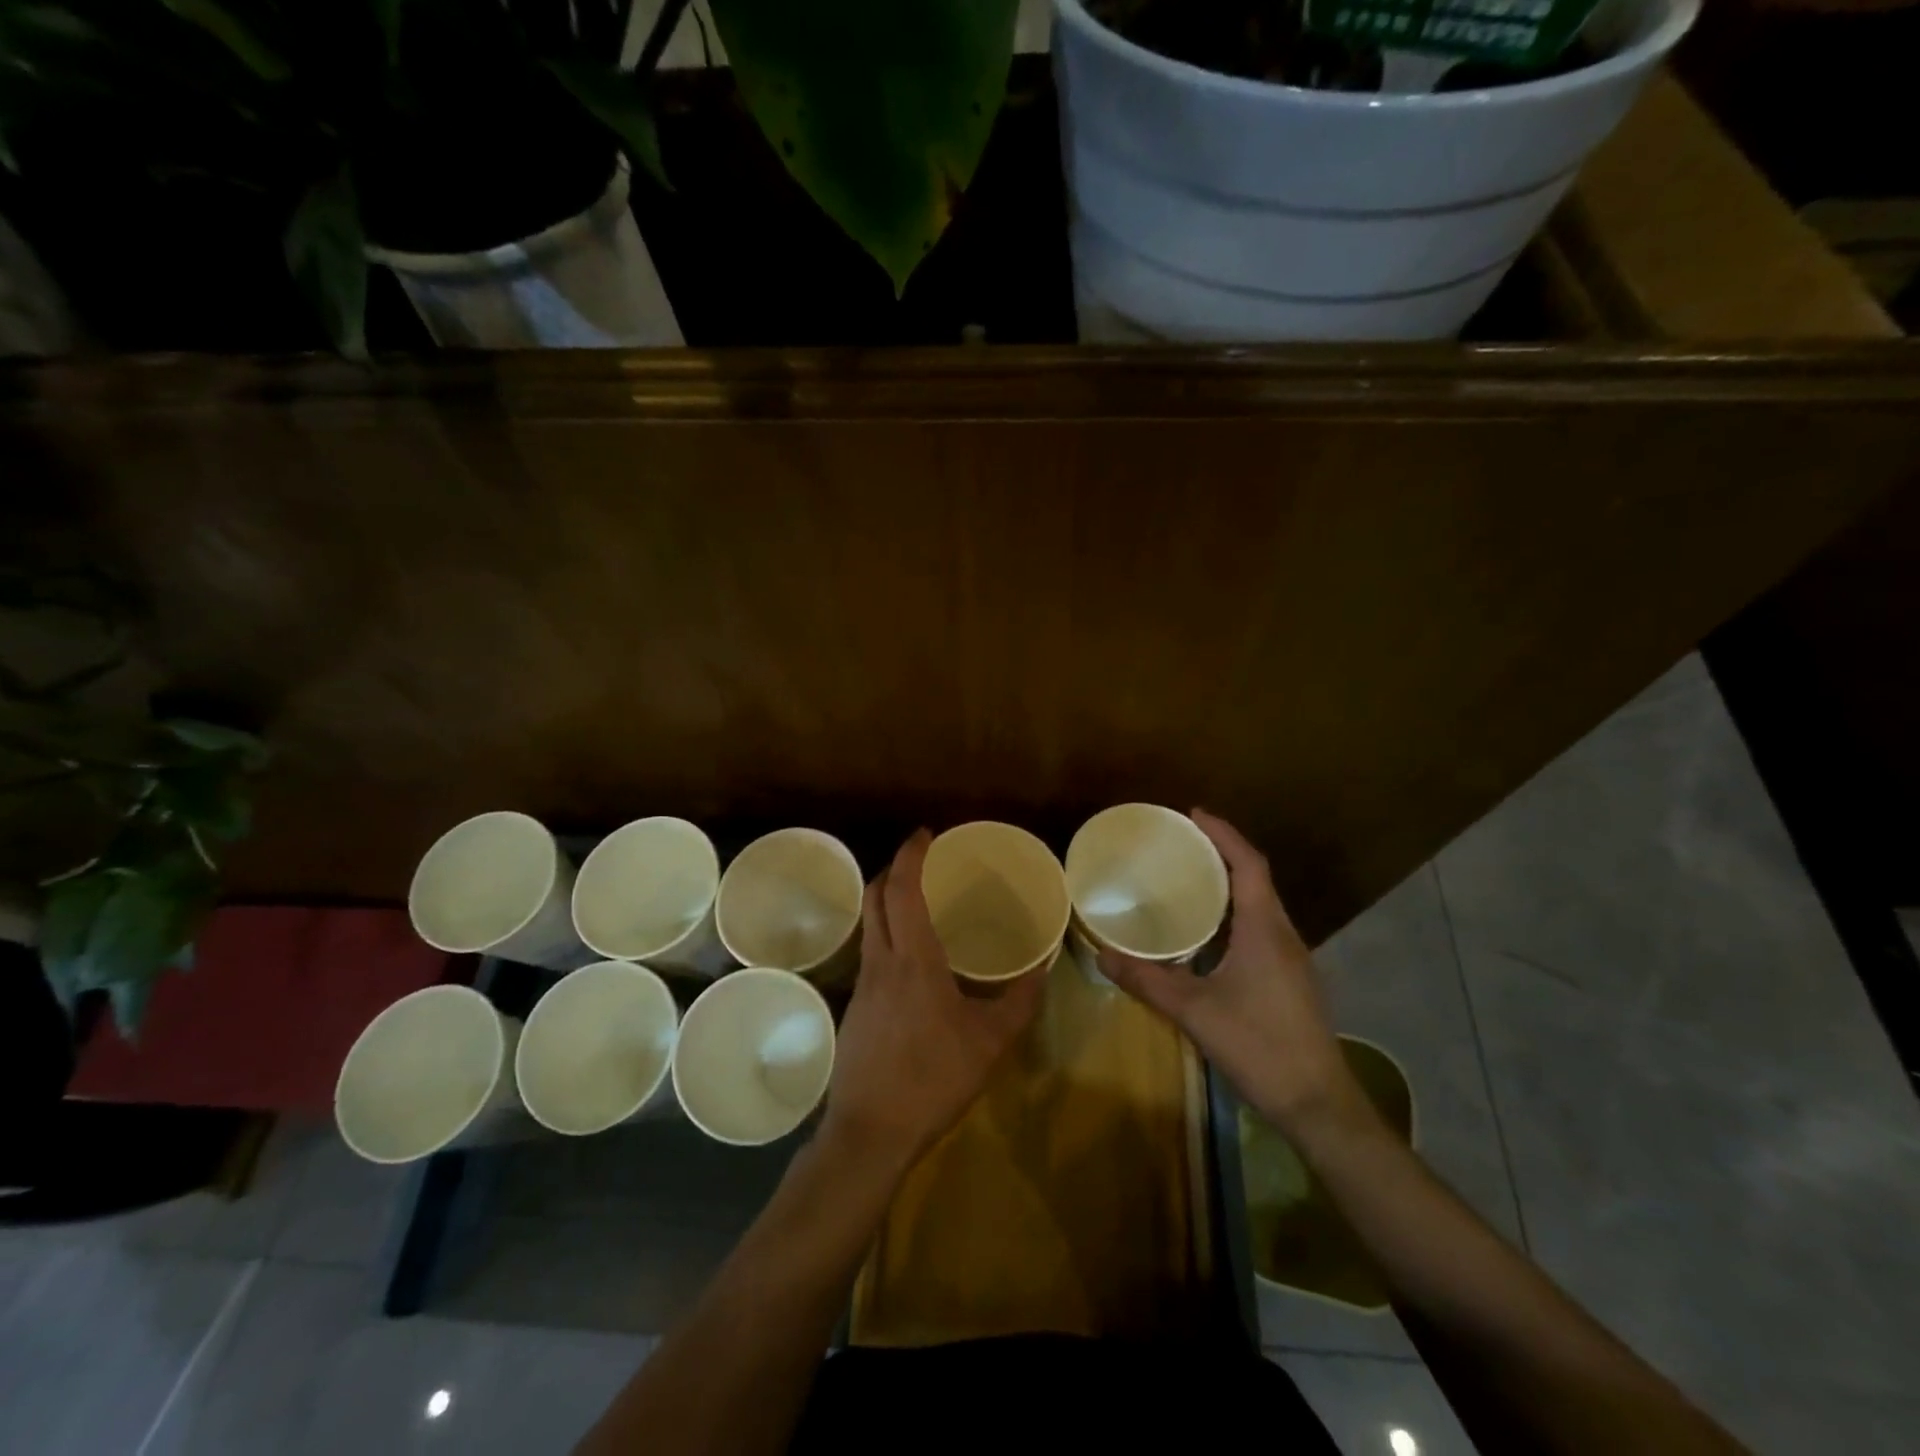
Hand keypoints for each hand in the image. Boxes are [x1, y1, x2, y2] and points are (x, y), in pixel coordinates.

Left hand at [822, 830, 1046, 1172]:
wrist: (870, 1133)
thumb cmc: (933, 1079)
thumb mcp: (991, 1042)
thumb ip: (1019, 1002)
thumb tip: (1042, 968)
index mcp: (913, 959)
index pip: (902, 889)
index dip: (910, 854)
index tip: (925, 834)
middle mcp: (880, 962)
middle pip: (875, 897)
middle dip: (894, 869)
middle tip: (922, 862)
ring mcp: (861, 985)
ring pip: (869, 925)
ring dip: (887, 902)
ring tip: (920, 905)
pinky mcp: (855, 1009)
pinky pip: (870, 954)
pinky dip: (887, 936)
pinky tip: (912, 963)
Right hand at [1099, 810, 1356, 1139]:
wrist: (1318, 1104)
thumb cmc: (1259, 1046)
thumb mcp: (1194, 1012)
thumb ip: (1147, 981)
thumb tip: (1103, 956)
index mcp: (1265, 929)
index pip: (1249, 864)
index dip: (1223, 834)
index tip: (1193, 814)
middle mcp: (1283, 935)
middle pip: (1256, 878)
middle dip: (1222, 853)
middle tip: (1182, 844)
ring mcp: (1292, 959)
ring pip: (1261, 905)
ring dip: (1230, 884)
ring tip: (1190, 879)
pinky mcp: (1291, 980)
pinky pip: (1262, 928)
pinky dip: (1236, 913)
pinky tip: (1210, 933)